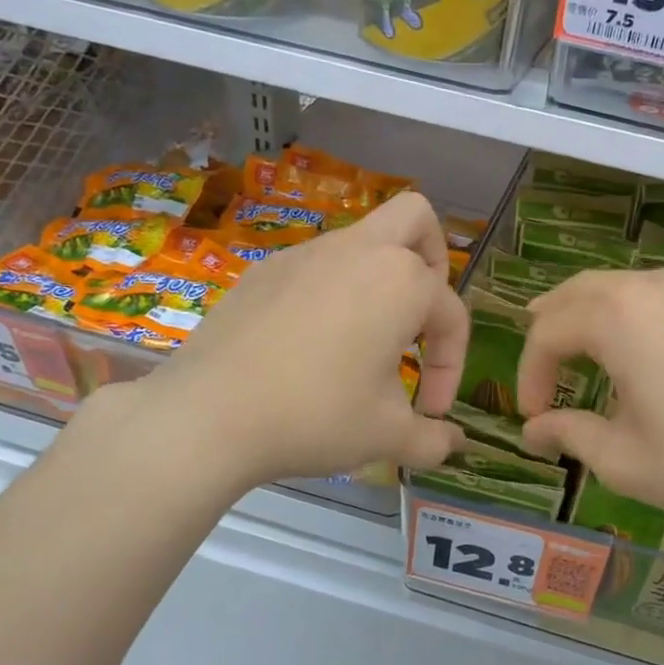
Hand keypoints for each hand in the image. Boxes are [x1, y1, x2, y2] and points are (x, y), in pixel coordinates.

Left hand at [126, 191, 465, 491]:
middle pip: (416, 220)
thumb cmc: (317, 415)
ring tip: (364, 341)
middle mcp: (360, 251)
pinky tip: (309, 345)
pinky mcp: (265, 269)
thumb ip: (433, 439)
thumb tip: (455, 443)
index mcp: (402, 282)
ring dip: (378, 281)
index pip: (451, 315)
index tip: (431, 411)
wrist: (208, 413)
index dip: (451, 367)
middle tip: (418, 319)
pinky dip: (331, 293)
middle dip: (433, 262)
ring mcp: (306, 253)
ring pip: (362, 241)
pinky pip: (316, 266)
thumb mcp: (387, 436)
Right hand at [516, 268, 663, 544]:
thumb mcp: (622, 458)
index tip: (533, 417)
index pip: (547, 333)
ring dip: (582, 319)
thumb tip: (532, 432)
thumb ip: (569, 434)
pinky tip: (625, 351)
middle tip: (541, 377)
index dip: (530, 374)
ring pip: (610, 288)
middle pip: (573, 294)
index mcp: (617, 317)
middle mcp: (647, 286)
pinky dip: (619, 316)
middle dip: (547, 333)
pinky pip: (646, 295)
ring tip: (572, 358)